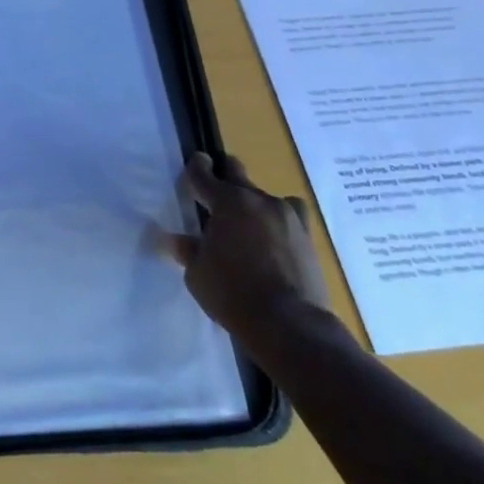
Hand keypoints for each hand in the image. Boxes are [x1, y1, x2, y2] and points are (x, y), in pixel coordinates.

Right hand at [166, 152, 330, 344]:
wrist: (290, 323)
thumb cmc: (232, 293)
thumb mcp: (197, 273)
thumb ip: (188, 250)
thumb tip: (175, 240)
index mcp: (227, 202)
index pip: (204, 175)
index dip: (196, 166)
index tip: (196, 160)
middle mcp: (259, 201)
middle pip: (238, 173)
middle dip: (225, 175)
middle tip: (217, 189)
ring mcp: (288, 218)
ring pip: (266, 196)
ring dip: (253, 203)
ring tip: (247, 222)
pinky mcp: (308, 238)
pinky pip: (290, 217)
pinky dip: (279, 221)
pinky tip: (273, 239)